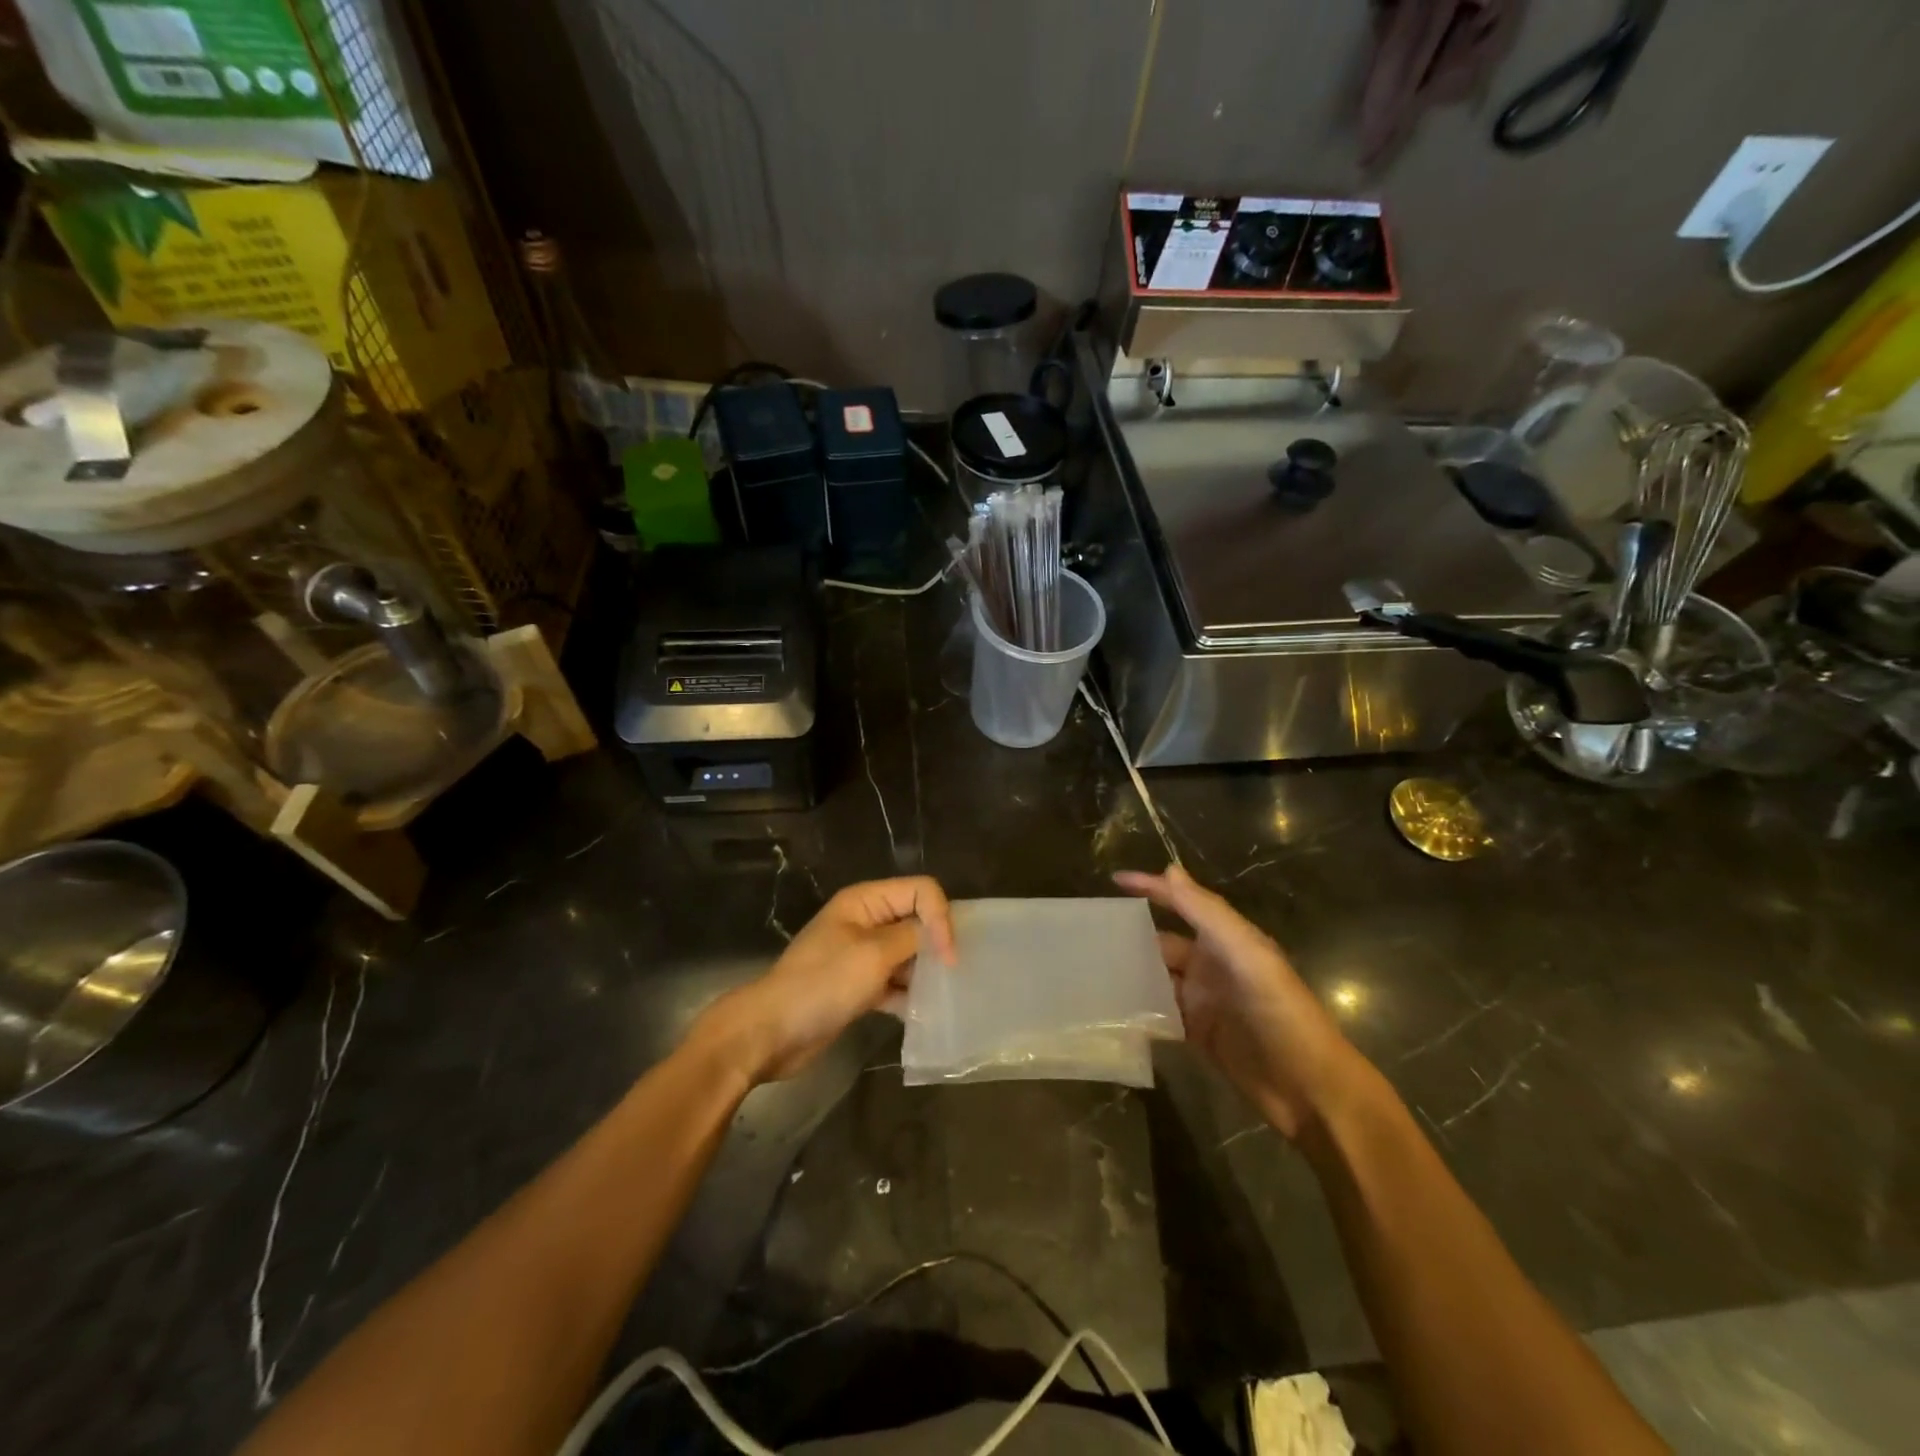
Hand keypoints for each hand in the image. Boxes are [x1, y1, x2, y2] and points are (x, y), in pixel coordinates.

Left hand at [688, 877, 956, 1085]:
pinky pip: (895, 982)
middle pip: (916, 920)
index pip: (920, 891)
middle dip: (936, 945)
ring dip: (925, 973)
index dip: (940, 918)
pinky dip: (908, 995)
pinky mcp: (858, 986)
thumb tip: (938, 936)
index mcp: (865, 901)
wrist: (771, 1032)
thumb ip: (913, 937)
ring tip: (940, 998)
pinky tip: (921, 1015)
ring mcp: (860, 955)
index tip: (949, 958)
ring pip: (908, 954)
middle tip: (952, 977)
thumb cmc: (822, 984)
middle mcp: (865, 921)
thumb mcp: (874, 954)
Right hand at [1115, 864, 1366, 1138]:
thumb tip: (1169, 870)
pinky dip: (1139, 1009)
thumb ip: (1208, 914)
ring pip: (1158, 978)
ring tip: (1090, 970)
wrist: (1312, 1091)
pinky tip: (1111, 1009)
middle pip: (1163, 942)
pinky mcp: (1199, 1035)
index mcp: (1227, 940)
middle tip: (1088, 935)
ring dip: (1131, 973)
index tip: (1113, 881)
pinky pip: (1161, 1014)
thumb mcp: (1248, 957)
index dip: (1152, 888)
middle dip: (1131, 936)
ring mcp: (1205, 1001)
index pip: (1183, 903)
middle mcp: (1213, 965)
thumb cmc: (1283, 1015)